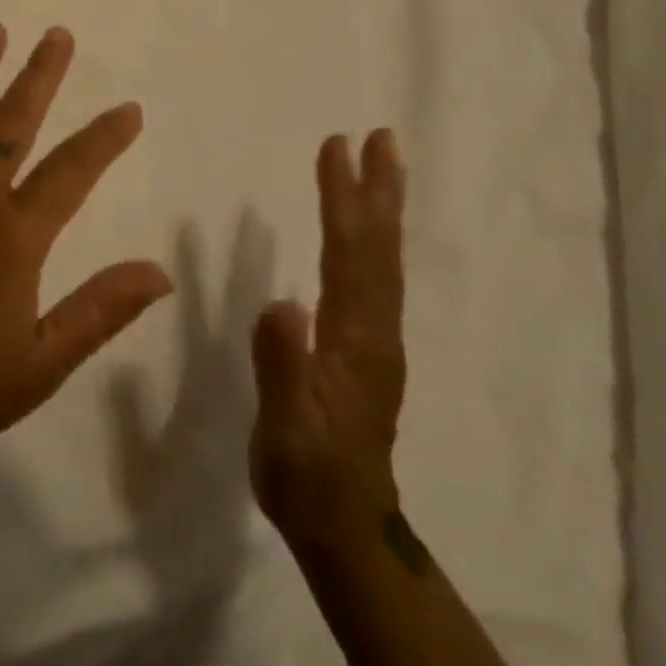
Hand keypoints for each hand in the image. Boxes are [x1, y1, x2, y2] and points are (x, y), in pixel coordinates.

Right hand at [249, 130, 407, 546]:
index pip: (349, 253)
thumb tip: (284, 302)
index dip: (342, 198)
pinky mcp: (370, 347)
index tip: (336, 146)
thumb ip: (283, 366)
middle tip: (380, 136)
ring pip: (383, 260)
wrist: (344, 528)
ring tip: (382, 164)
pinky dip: (375, 238)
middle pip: (378, 248)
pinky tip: (367, 229)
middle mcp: (376, 329)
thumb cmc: (304, 474)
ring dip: (382, 208)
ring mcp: (378, 338)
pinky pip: (376, 276)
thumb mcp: (284, 428)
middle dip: (378, 189)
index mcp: (354, 338)